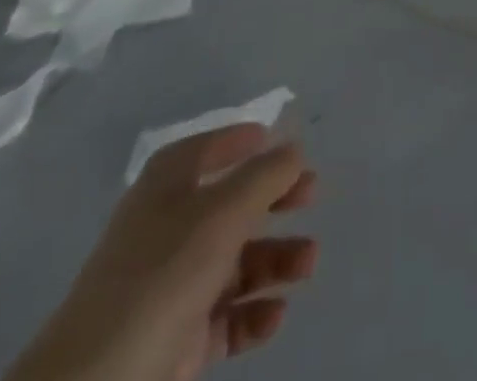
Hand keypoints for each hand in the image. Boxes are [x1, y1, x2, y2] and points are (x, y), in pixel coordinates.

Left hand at [6, 125, 317, 380]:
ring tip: (307, 264)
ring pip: (235, 262)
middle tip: (312, 196)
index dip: (238, 140)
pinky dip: (253, 312)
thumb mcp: (224, 211)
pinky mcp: (176, 338)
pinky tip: (276, 313)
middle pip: (230, 204)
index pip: (204, 149)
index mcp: (166, 189)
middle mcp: (168, 230)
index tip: (276, 139)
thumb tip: (294, 148)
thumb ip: (266, 175)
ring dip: (275, 258)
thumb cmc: (163, 275)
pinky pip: (225, 316)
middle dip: (274, 200)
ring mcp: (171, 287)